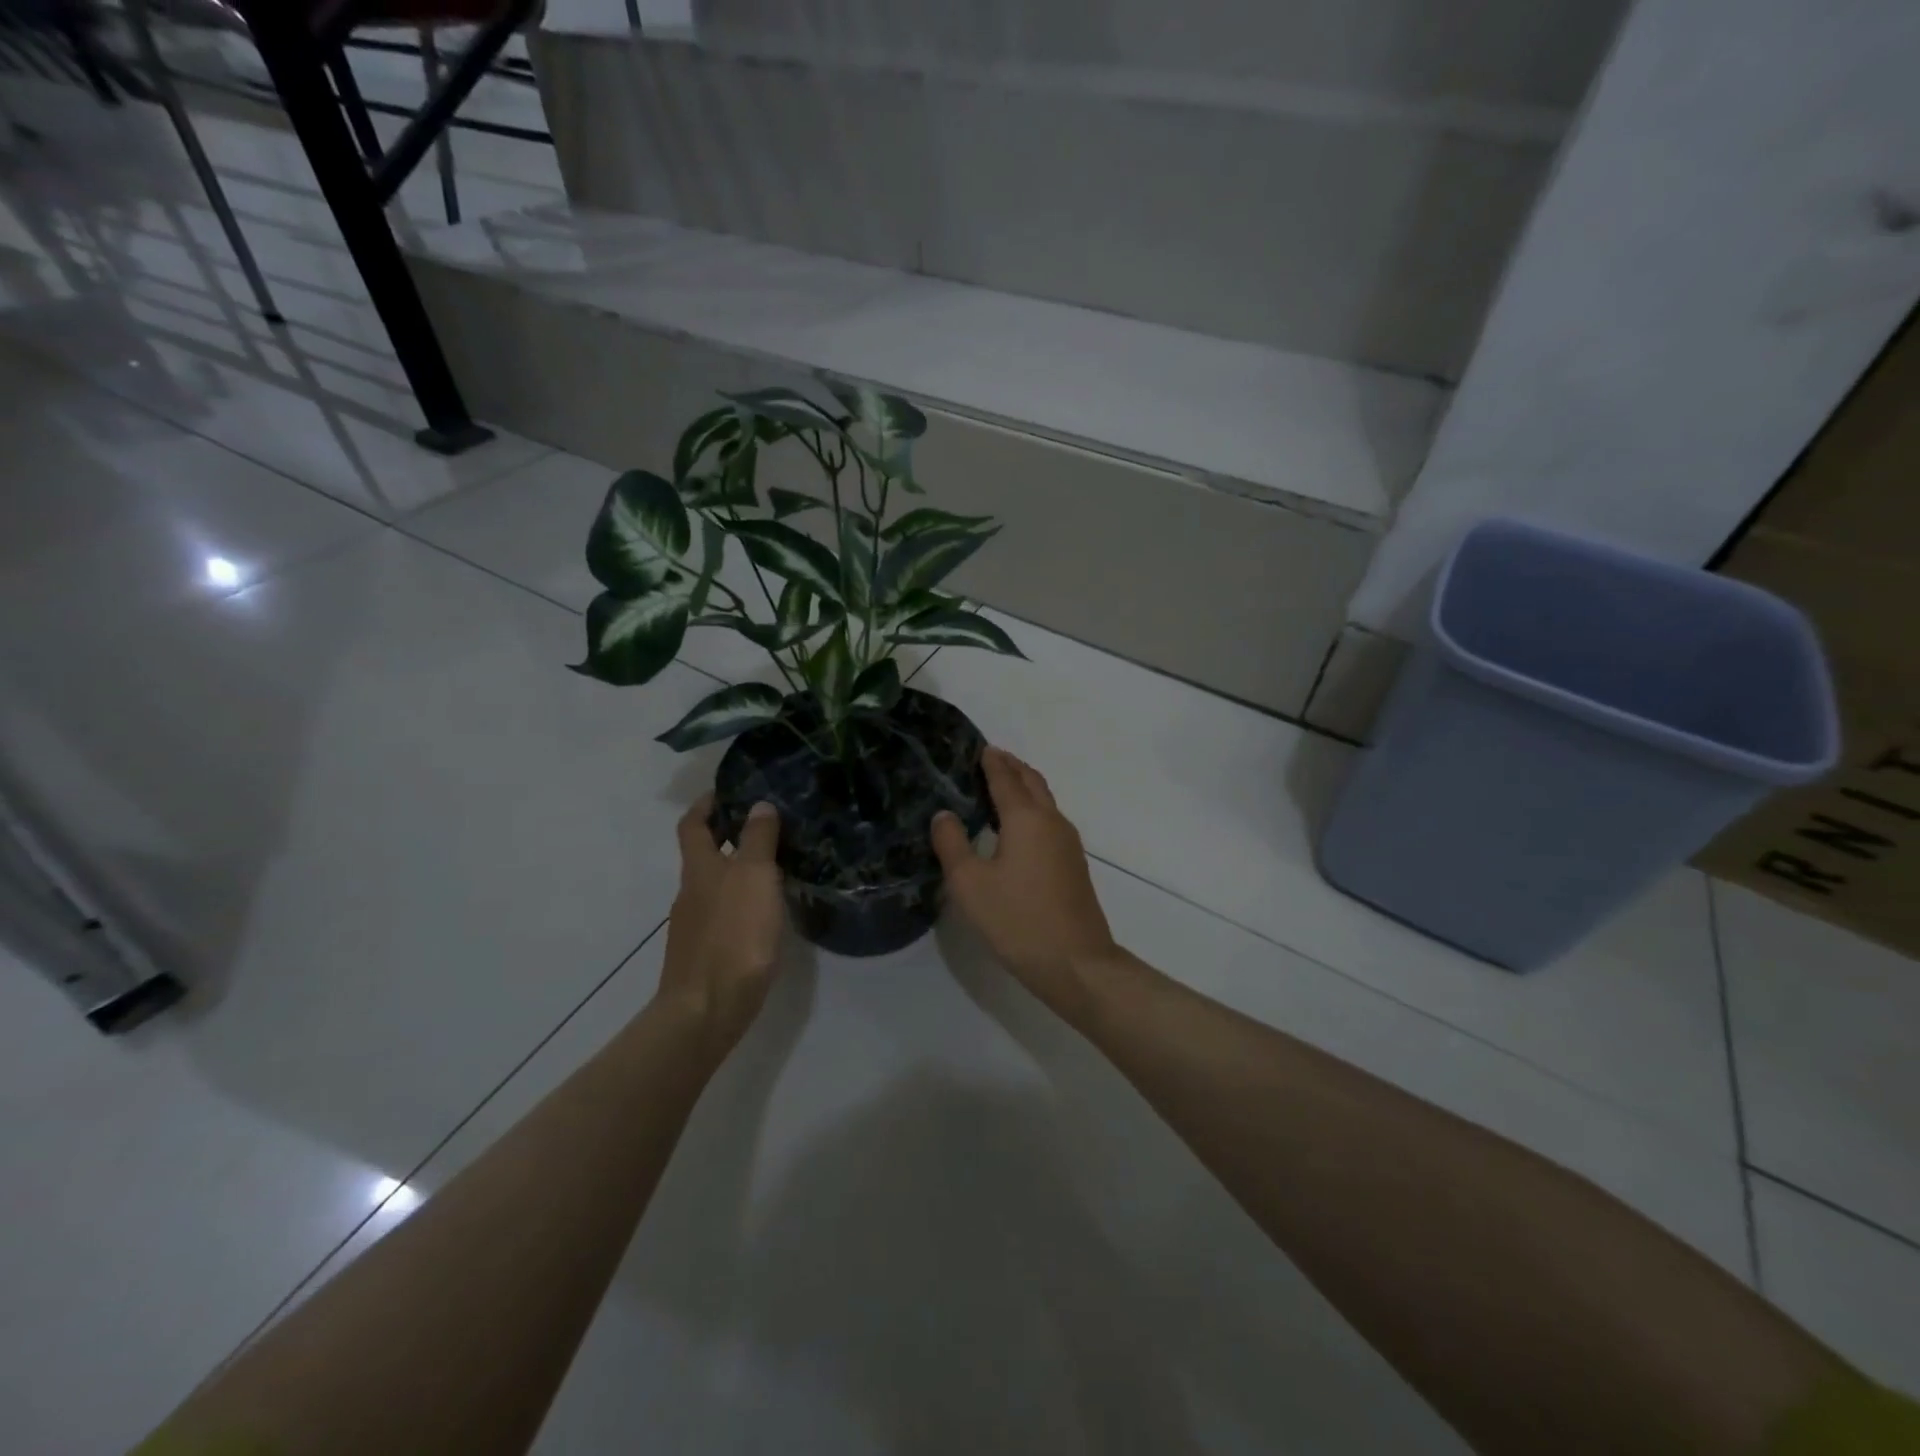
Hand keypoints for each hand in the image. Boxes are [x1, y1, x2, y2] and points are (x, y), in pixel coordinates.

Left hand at [656, 796, 786, 1059]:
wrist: (707, 1010)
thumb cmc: (734, 935)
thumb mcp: (755, 877)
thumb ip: (758, 840)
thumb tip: (758, 805)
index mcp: (699, 869)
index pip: (692, 824)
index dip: (706, 804)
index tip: (729, 791)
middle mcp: (691, 892)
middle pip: (703, 854)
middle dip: (728, 836)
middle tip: (766, 826)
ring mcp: (695, 925)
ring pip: (716, 885)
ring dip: (739, 871)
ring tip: (776, 866)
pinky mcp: (706, 953)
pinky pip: (724, 913)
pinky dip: (742, 902)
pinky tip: (765, 912)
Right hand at [931, 747, 1118, 1023]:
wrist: (1076, 962)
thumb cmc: (1017, 919)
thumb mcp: (970, 884)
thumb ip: (953, 844)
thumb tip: (944, 814)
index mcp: (1026, 818)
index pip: (1006, 778)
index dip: (991, 761)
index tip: (979, 747)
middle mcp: (1052, 821)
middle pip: (1032, 782)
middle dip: (1011, 767)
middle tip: (989, 759)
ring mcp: (1068, 843)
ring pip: (1045, 801)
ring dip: (1024, 787)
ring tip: (1001, 787)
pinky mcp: (1073, 864)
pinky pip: (1049, 821)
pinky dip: (1032, 809)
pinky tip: (1018, 828)